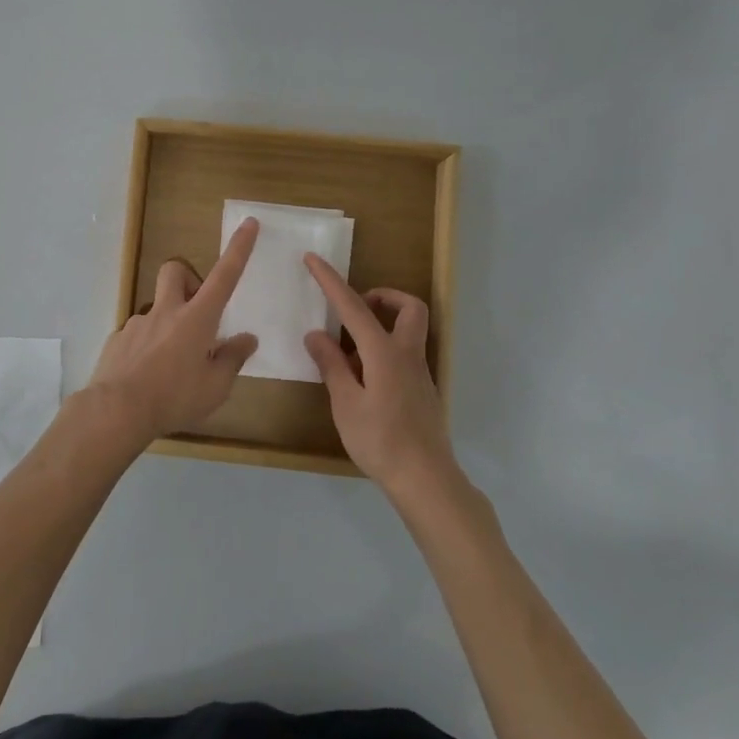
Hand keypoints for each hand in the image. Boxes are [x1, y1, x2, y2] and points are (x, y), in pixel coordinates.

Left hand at [89, 218, 260, 440]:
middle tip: (195, 309)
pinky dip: (147, 347)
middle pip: (175, 271)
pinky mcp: (118, 339)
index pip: (224, 276)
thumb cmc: (174, 398)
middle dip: (188, 278)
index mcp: (197, 319)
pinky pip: (138, 334)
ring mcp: (138, 323)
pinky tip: (146, 376)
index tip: (248, 223)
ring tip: (171, 364)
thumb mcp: (215, 387)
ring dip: (167, 324)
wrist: (116, 410)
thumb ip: (232, 360)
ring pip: (156, 308)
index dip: (239, 249)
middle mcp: (166, 312)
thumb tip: (247, 339)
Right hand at [303, 257, 455, 494]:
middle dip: (383, 297)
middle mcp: (406, 355)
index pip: (354, 307)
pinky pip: (404, 355)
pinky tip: (362, 381)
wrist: (425, 479)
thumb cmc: (380, 441)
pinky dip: (383, 352)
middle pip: (408, 308)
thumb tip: (316, 335)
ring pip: (409, 331)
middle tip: (355, 309)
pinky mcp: (422, 391)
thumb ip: (332, 365)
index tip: (313, 259)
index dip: (331, 281)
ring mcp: (419, 373)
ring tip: (349, 353)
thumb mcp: (346, 403)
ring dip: (382, 325)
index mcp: (384, 353)